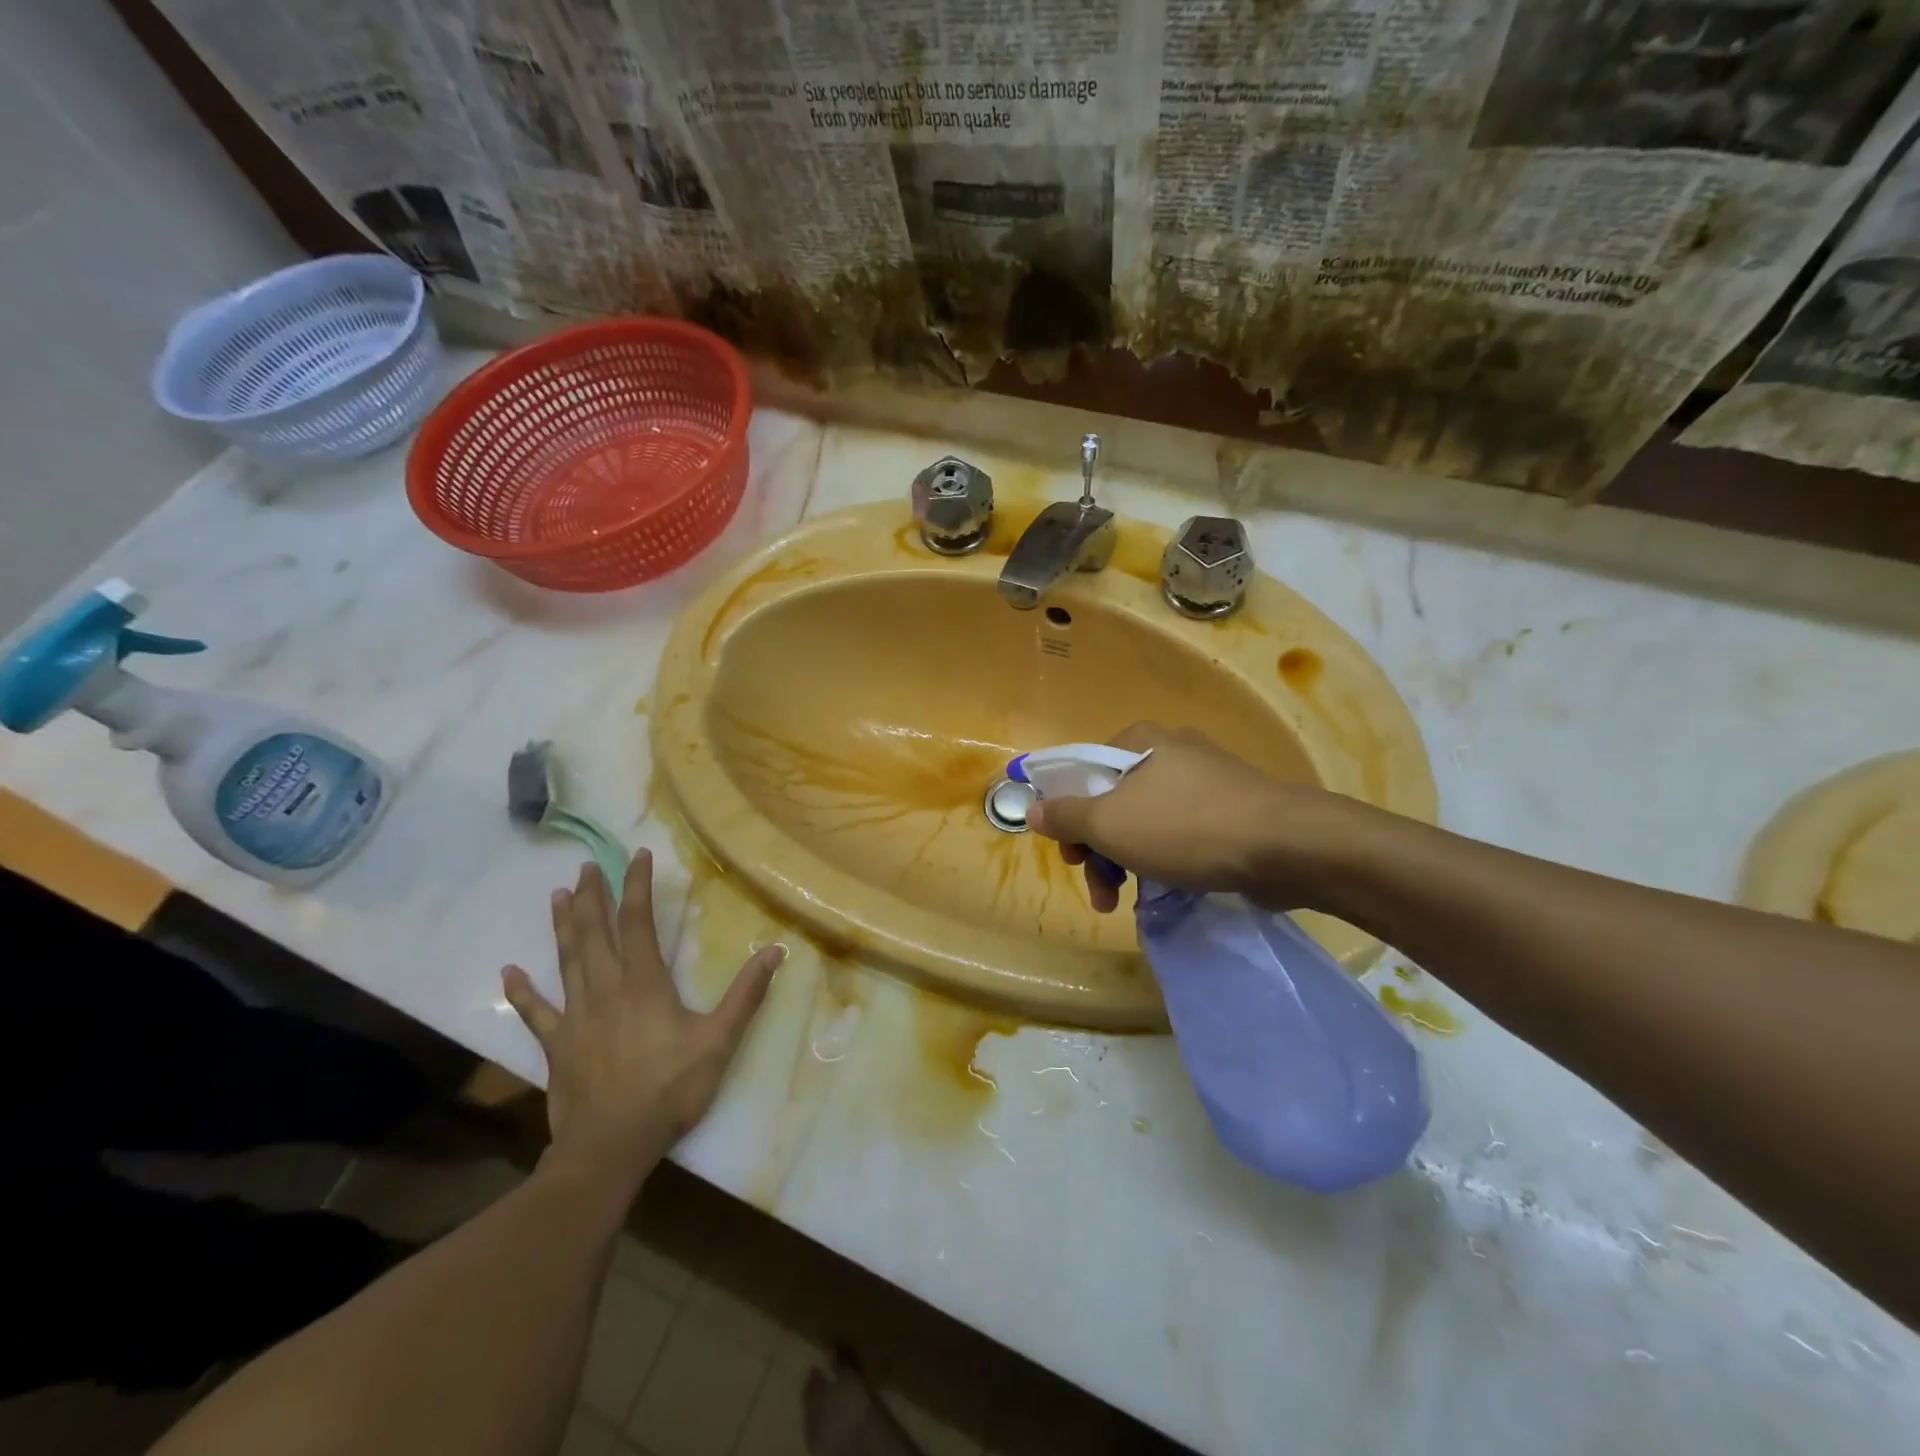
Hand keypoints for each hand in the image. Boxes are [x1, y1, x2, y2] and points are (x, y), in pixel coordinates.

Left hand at [501, 853, 783, 1201]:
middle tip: (587, 867)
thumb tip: (776, 950)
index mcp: (644, 983)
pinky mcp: (556, 1045)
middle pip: (595, 933)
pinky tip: (508, 973)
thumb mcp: (719, 1041)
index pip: (637, 923)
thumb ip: (746, 994)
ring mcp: (576, 1016)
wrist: (611, 1146)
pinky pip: (535, 1012)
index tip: (637, 856)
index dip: (637, 887)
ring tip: (556, 895)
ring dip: (562, 926)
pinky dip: (522, 992)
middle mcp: (606, 989)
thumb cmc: (670, 1089)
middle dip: (592, 897)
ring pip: (567, 960)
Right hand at [1026, 722, 1335, 912]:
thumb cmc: (1186, 827)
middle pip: (1112, 800)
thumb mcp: (1110, 824)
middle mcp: (1170, 752)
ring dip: (1126, 861)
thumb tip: (1031, 808)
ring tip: (1123, 902)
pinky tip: (1164, 888)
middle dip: (1097, 850)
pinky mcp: (1230, 809)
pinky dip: (1162, 858)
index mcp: (1138, 742)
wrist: (1287, 846)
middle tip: (1099, 890)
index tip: (1071, 857)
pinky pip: (1179, 832)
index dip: (1066, 816)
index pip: (1081, 773)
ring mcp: (1204, 780)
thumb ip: (1065, 815)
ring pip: (1144, 820)